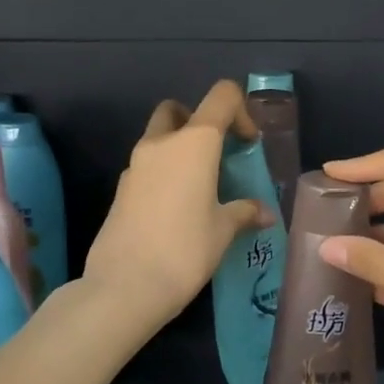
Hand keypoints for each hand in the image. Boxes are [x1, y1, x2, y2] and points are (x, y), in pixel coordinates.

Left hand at [81, 80, 273, 332]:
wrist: (125, 286)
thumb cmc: (185, 250)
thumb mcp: (223, 230)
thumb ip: (244, 212)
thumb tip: (263, 213)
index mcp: (194, 142)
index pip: (221, 97)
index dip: (241, 111)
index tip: (248, 144)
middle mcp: (161, 143)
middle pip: (179, 110)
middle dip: (199, 122)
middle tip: (217, 156)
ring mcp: (135, 165)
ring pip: (158, 138)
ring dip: (179, 149)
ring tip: (201, 188)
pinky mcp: (121, 190)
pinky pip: (146, 167)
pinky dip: (163, 174)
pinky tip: (177, 210)